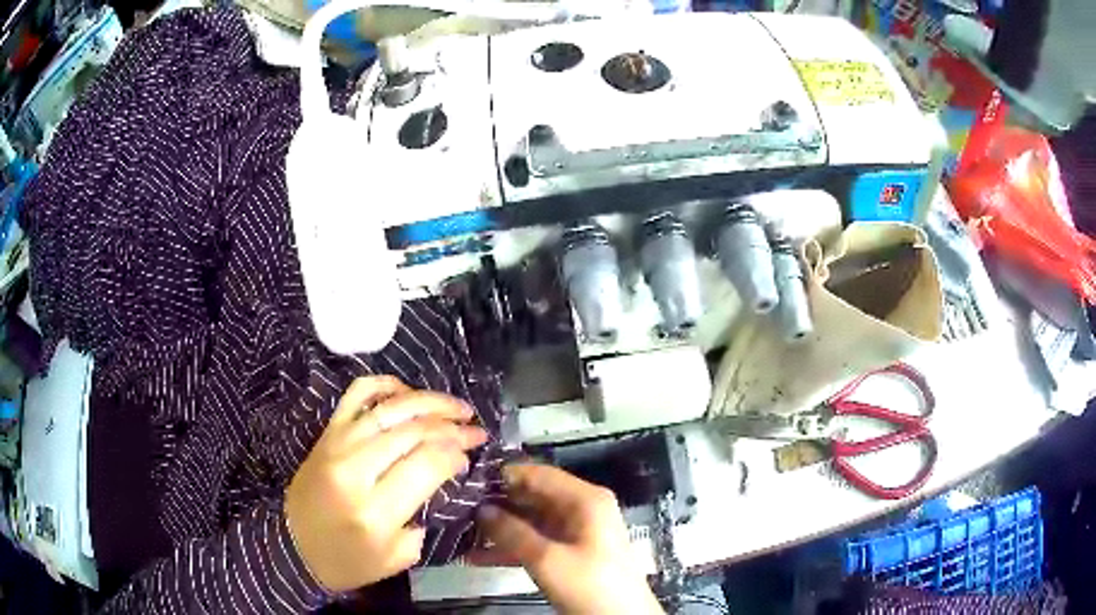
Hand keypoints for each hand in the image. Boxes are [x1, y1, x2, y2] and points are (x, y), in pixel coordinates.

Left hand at [284, 376, 487, 591]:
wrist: (294, 547)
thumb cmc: (348, 561)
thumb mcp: (397, 557)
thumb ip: (423, 517)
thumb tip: (443, 476)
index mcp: (375, 510)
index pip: (427, 464)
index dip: (456, 454)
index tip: (471, 458)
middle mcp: (355, 470)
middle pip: (413, 432)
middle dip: (453, 427)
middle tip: (476, 430)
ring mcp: (337, 444)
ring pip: (390, 408)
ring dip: (430, 402)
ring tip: (457, 407)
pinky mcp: (326, 433)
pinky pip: (357, 395)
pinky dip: (385, 385)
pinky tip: (408, 392)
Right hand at [470, 464, 662, 614]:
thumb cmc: (589, 584)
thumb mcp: (547, 559)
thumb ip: (512, 532)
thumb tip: (482, 509)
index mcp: (585, 500)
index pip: (540, 474)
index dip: (505, 475)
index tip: (468, 480)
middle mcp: (582, 510)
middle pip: (534, 497)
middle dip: (497, 505)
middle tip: (458, 507)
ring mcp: (576, 533)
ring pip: (531, 522)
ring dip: (500, 530)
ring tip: (461, 532)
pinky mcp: (570, 554)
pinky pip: (536, 543)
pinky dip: (511, 549)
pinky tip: (478, 557)